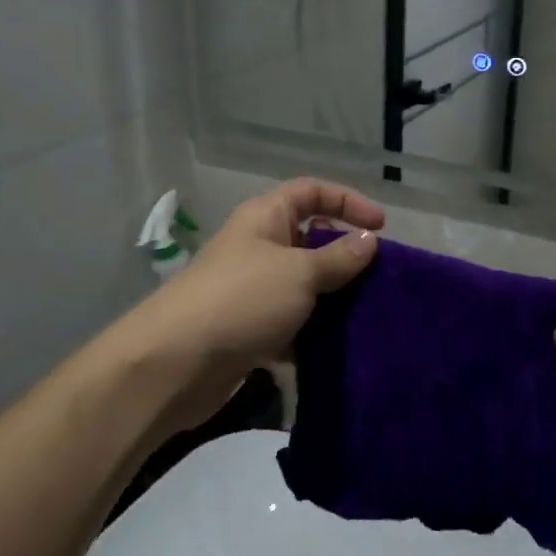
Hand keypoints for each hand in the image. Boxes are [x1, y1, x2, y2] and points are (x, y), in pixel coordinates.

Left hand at [118, 179, 382, 436]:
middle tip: (378, 278)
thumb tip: (368, 241)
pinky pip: (291, 322)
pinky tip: (338, 347)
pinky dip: (312, 331)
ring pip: (303, 285)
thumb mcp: (299, 272)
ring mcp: (252, 289)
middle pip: (309, 239)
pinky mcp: (249, 329)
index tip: (380, 228)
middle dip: (344, 256)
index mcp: (266, 218)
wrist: (175, 363)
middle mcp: (258, 247)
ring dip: (332, 298)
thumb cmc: (242, 300)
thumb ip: (338, 257)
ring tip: (368, 315)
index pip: (312, 192)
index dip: (347, 202)